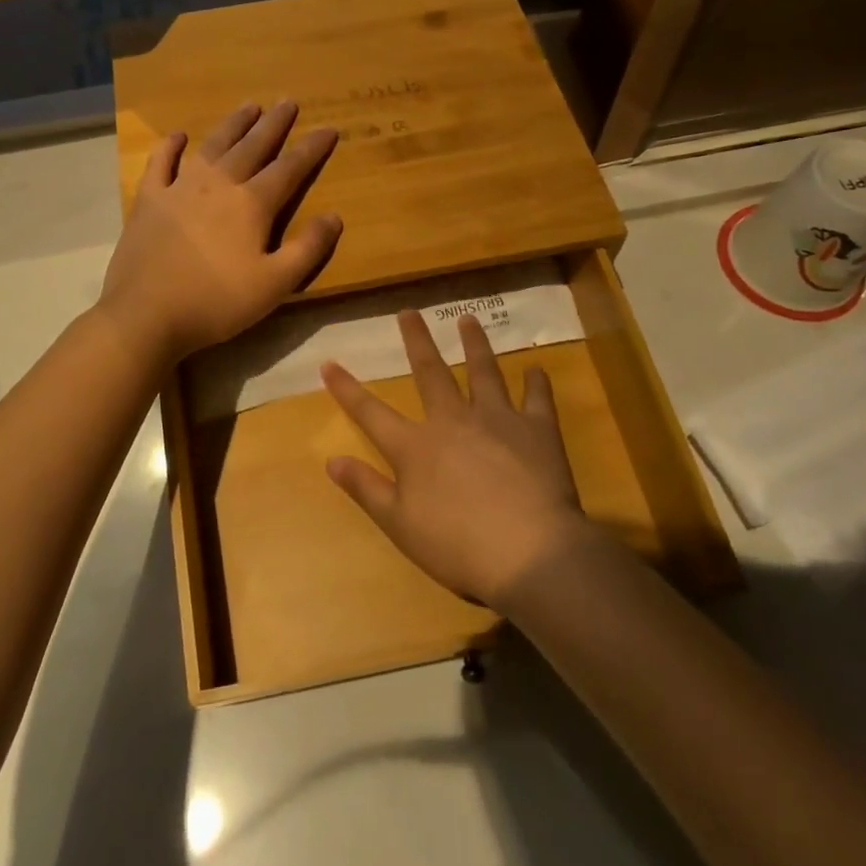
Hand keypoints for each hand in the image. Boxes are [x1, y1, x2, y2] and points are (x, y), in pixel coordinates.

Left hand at [101, 102, 341, 364]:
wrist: (146, 314)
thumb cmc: (216, 302)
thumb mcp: (275, 284)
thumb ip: (308, 249)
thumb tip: (334, 216)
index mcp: (252, 205)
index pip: (289, 168)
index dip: (311, 148)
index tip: (328, 128)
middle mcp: (218, 185)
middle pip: (252, 147)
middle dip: (273, 124)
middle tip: (288, 101)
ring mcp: (179, 188)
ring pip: (212, 146)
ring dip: (233, 125)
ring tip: (249, 106)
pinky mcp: (149, 200)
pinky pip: (161, 163)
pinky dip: (170, 146)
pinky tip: (179, 135)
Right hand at [320, 311, 593, 610]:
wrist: (530, 553)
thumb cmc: (457, 546)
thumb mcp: (399, 524)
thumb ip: (366, 488)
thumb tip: (331, 460)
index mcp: (416, 447)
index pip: (371, 412)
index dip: (347, 389)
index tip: (328, 363)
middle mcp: (453, 421)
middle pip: (430, 373)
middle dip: (417, 341)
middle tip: (410, 312)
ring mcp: (498, 420)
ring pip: (483, 372)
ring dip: (475, 344)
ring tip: (468, 319)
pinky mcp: (537, 430)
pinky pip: (537, 398)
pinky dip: (536, 382)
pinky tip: (535, 369)